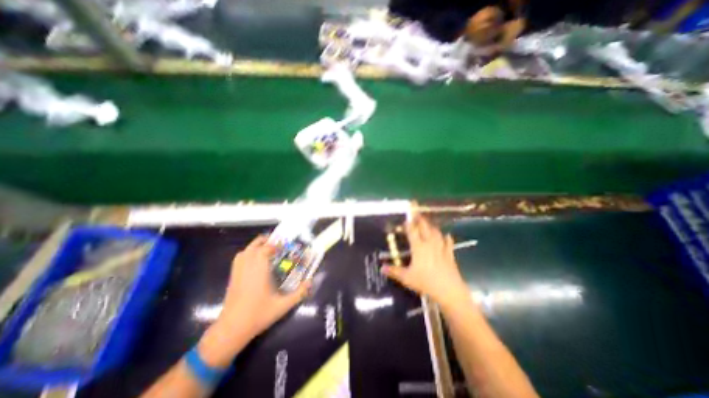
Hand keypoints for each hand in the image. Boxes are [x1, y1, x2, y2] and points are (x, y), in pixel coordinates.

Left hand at [198, 237, 310, 366]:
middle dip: (266, 241)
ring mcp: (238, 272)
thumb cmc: (258, 315)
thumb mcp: (283, 305)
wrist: (231, 329)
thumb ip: (299, 293)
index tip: (285, 247)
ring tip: (267, 249)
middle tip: (277, 245)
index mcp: (260, 271)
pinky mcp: (232, 277)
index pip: (265, 249)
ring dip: (256, 246)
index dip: (275, 245)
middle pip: (254, 246)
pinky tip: (254, 260)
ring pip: (245, 250)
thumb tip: (311, 281)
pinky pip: (239, 258)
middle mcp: (248, 267)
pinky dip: (247, 253)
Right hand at [382, 216, 469, 306]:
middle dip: (419, 219)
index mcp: (418, 247)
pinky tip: (446, 235)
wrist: (449, 290)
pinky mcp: (449, 254)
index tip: (405, 219)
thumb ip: (394, 271)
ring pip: (436, 232)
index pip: (412, 231)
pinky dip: (446, 238)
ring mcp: (441, 248)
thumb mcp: (406, 278)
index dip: (408, 223)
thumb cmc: (426, 282)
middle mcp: (430, 244)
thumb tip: (381, 268)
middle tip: (416, 212)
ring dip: (431, 226)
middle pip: (424, 227)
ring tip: (427, 223)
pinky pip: (448, 243)